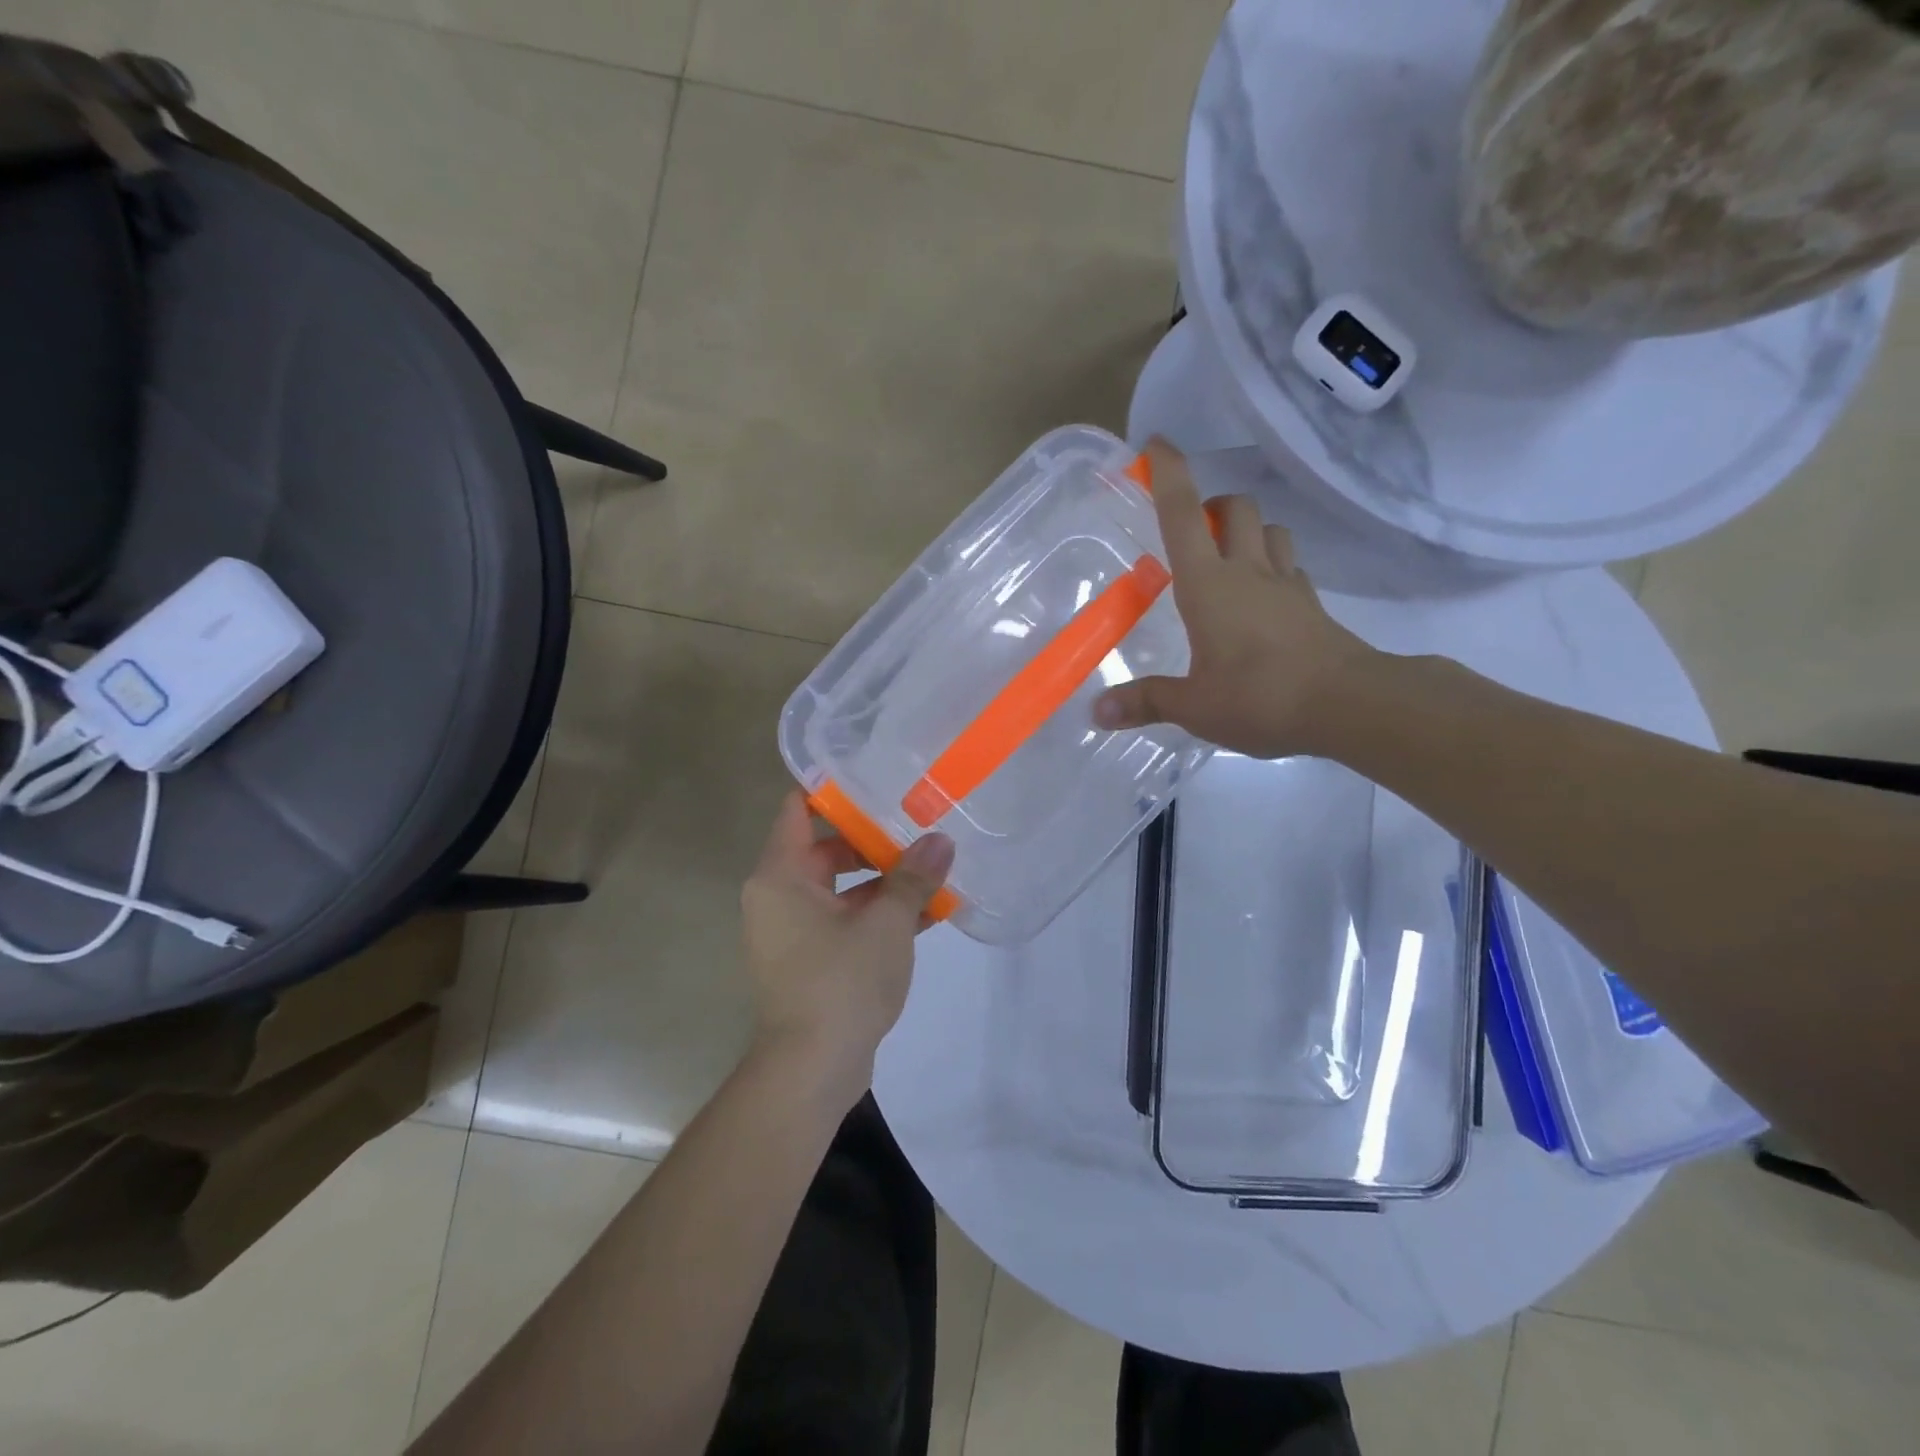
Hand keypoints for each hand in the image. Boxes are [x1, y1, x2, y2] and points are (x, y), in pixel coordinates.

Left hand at [740, 792, 954, 1106]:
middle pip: (825, 849)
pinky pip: (842, 922)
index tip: (875, 777)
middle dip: (873, 841)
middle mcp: (777, 898)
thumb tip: (941, 840)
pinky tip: (926, 915)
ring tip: (933, 871)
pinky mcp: (808, 962)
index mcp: (781, 876)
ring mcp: (791, 933)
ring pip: (839, 890)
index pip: (797, 809)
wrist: (811, 1071)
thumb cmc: (841, 982)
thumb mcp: (887, 923)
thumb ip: (914, 878)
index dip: (833, 790)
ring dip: (883, 883)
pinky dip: (875, 916)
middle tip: (918, 825)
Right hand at [1093, 439, 1376, 758]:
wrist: (1347, 705)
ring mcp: (1286, 585)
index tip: (1155, 444)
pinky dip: (1274, 566)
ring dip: (1248, 530)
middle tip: (1193, 531)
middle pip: (1236, 507)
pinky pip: (1292, 567)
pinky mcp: (1312, 605)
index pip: (1183, 514)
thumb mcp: (1193, 707)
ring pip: (1270, 529)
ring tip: (1229, 559)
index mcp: (1208, 584)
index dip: (1168, 473)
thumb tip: (1098, 712)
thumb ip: (1145, 702)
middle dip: (1213, 504)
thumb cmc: (1259, 697)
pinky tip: (1263, 597)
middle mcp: (1248, 571)